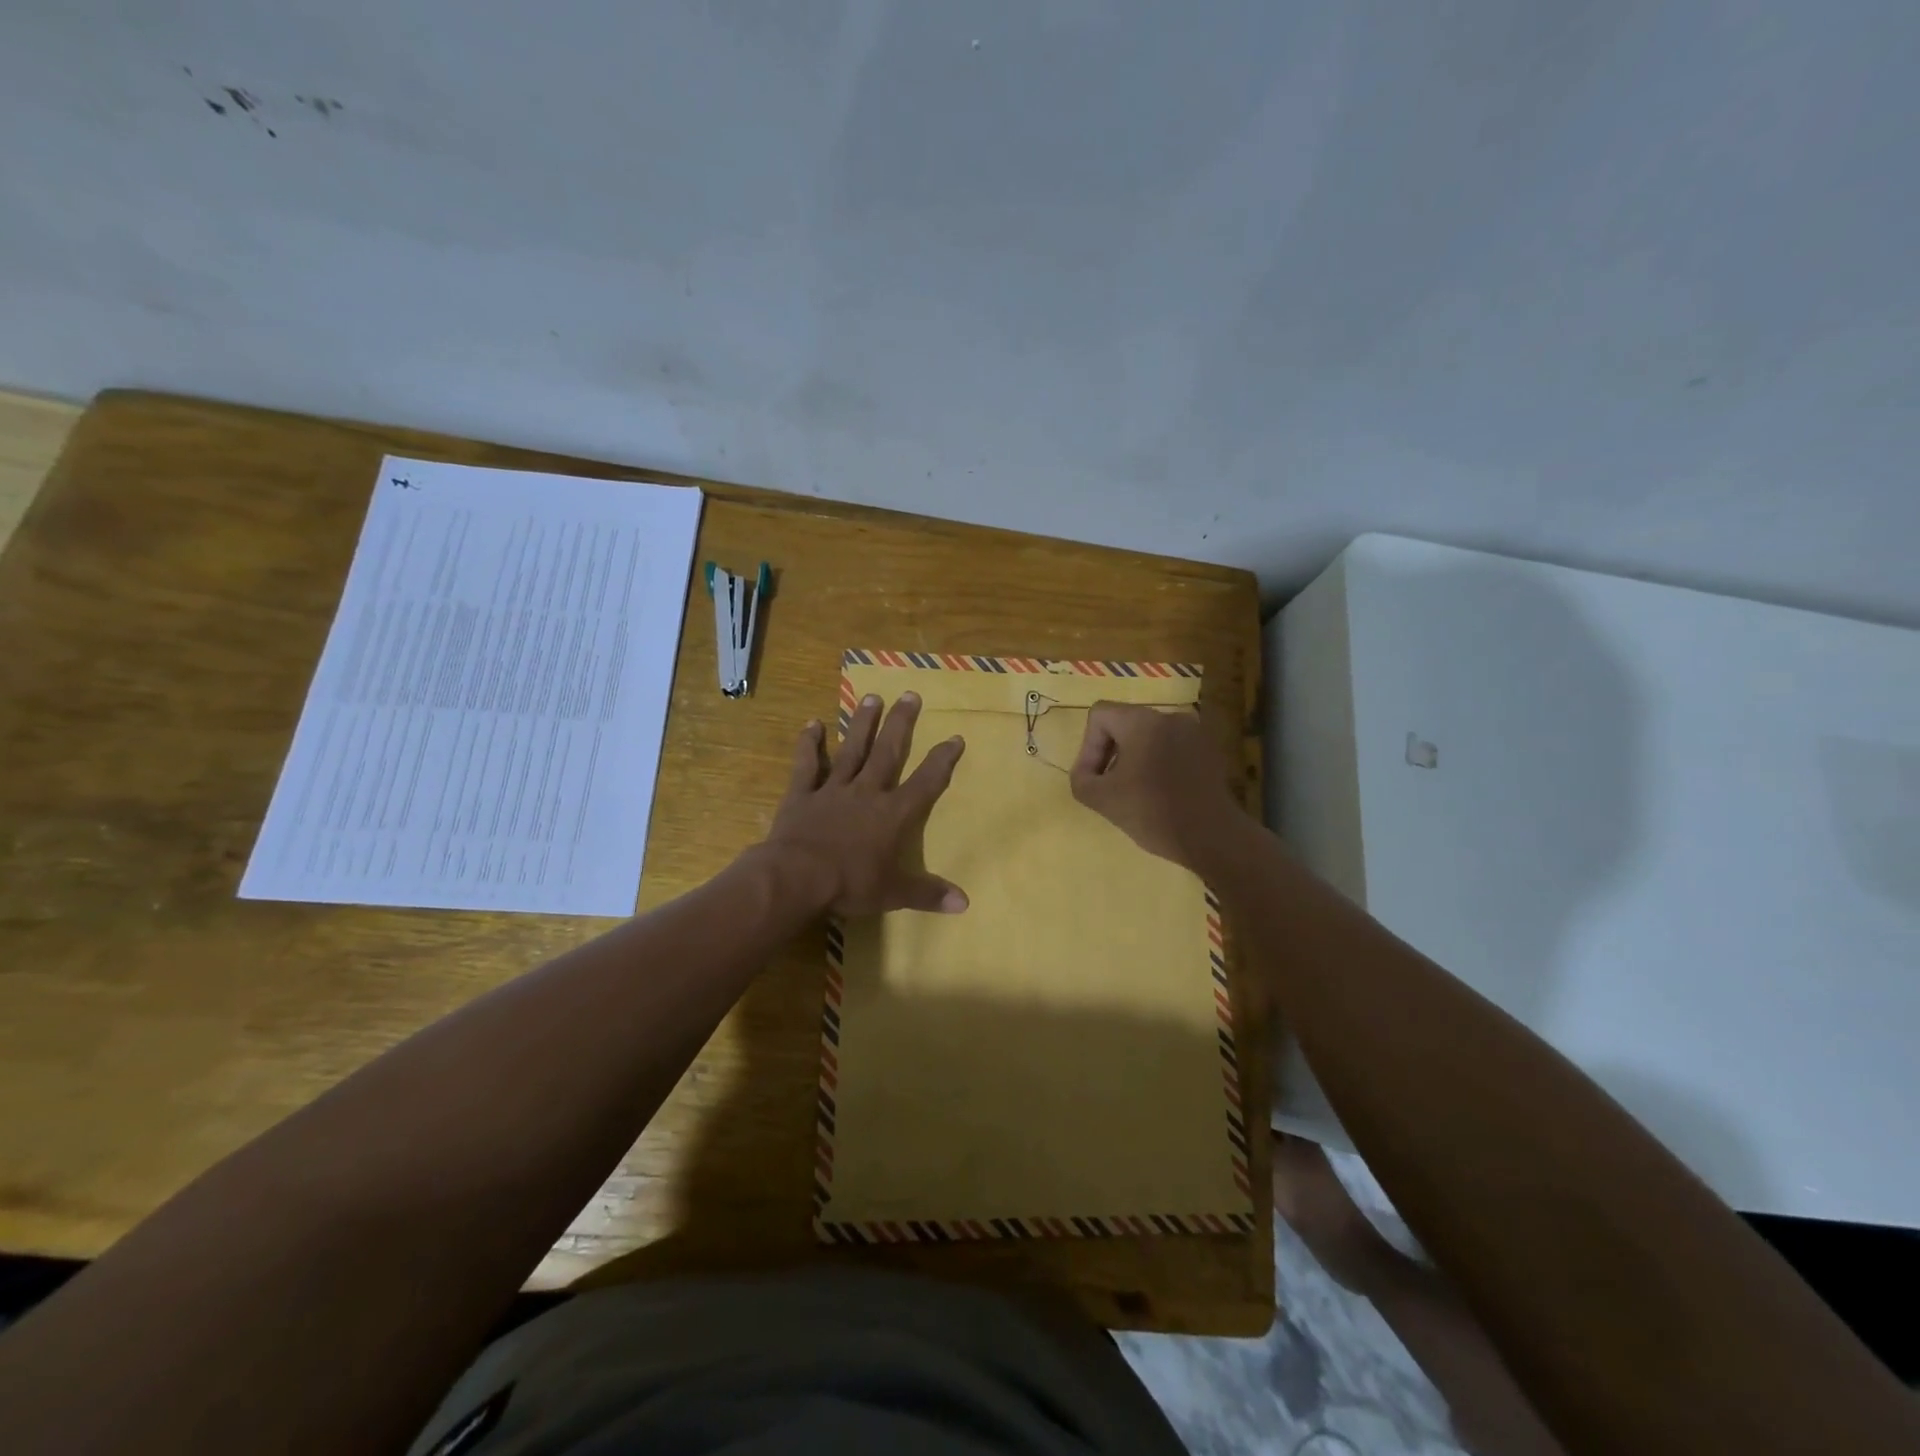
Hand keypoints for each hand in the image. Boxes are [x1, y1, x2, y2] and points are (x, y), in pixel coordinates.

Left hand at [762, 691, 967, 915]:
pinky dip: (809, 745)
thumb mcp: (893, 894)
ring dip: (863, 724)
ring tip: (871, 697)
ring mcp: (833, 789)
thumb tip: (965, 903)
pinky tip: (812, 724)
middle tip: (910, 694)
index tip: (955, 737)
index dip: (942, 760)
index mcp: (893, 814)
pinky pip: (807, 765)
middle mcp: (867, 792)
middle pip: (888, 752)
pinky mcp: (802, 794)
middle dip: (901, 724)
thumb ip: (928, 894)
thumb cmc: (850, 884)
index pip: (925, 783)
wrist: (797, 877)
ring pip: (852, 750)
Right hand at [1069, 702, 1238, 867]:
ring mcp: (1194, 733)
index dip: (1088, 746)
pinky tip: (1161, 794)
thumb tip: (1087, 773)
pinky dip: (1159, 764)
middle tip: (1109, 787)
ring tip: (1135, 793)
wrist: (1212, 837)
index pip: (1100, 715)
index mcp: (1142, 721)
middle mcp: (1170, 717)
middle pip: (1125, 724)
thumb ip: (1081, 779)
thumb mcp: (1101, 799)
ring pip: (1149, 737)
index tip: (1094, 779)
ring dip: (1134, 760)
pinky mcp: (1209, 751)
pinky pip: (1172, 748)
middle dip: (1110, 753)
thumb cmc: (1153, 812)